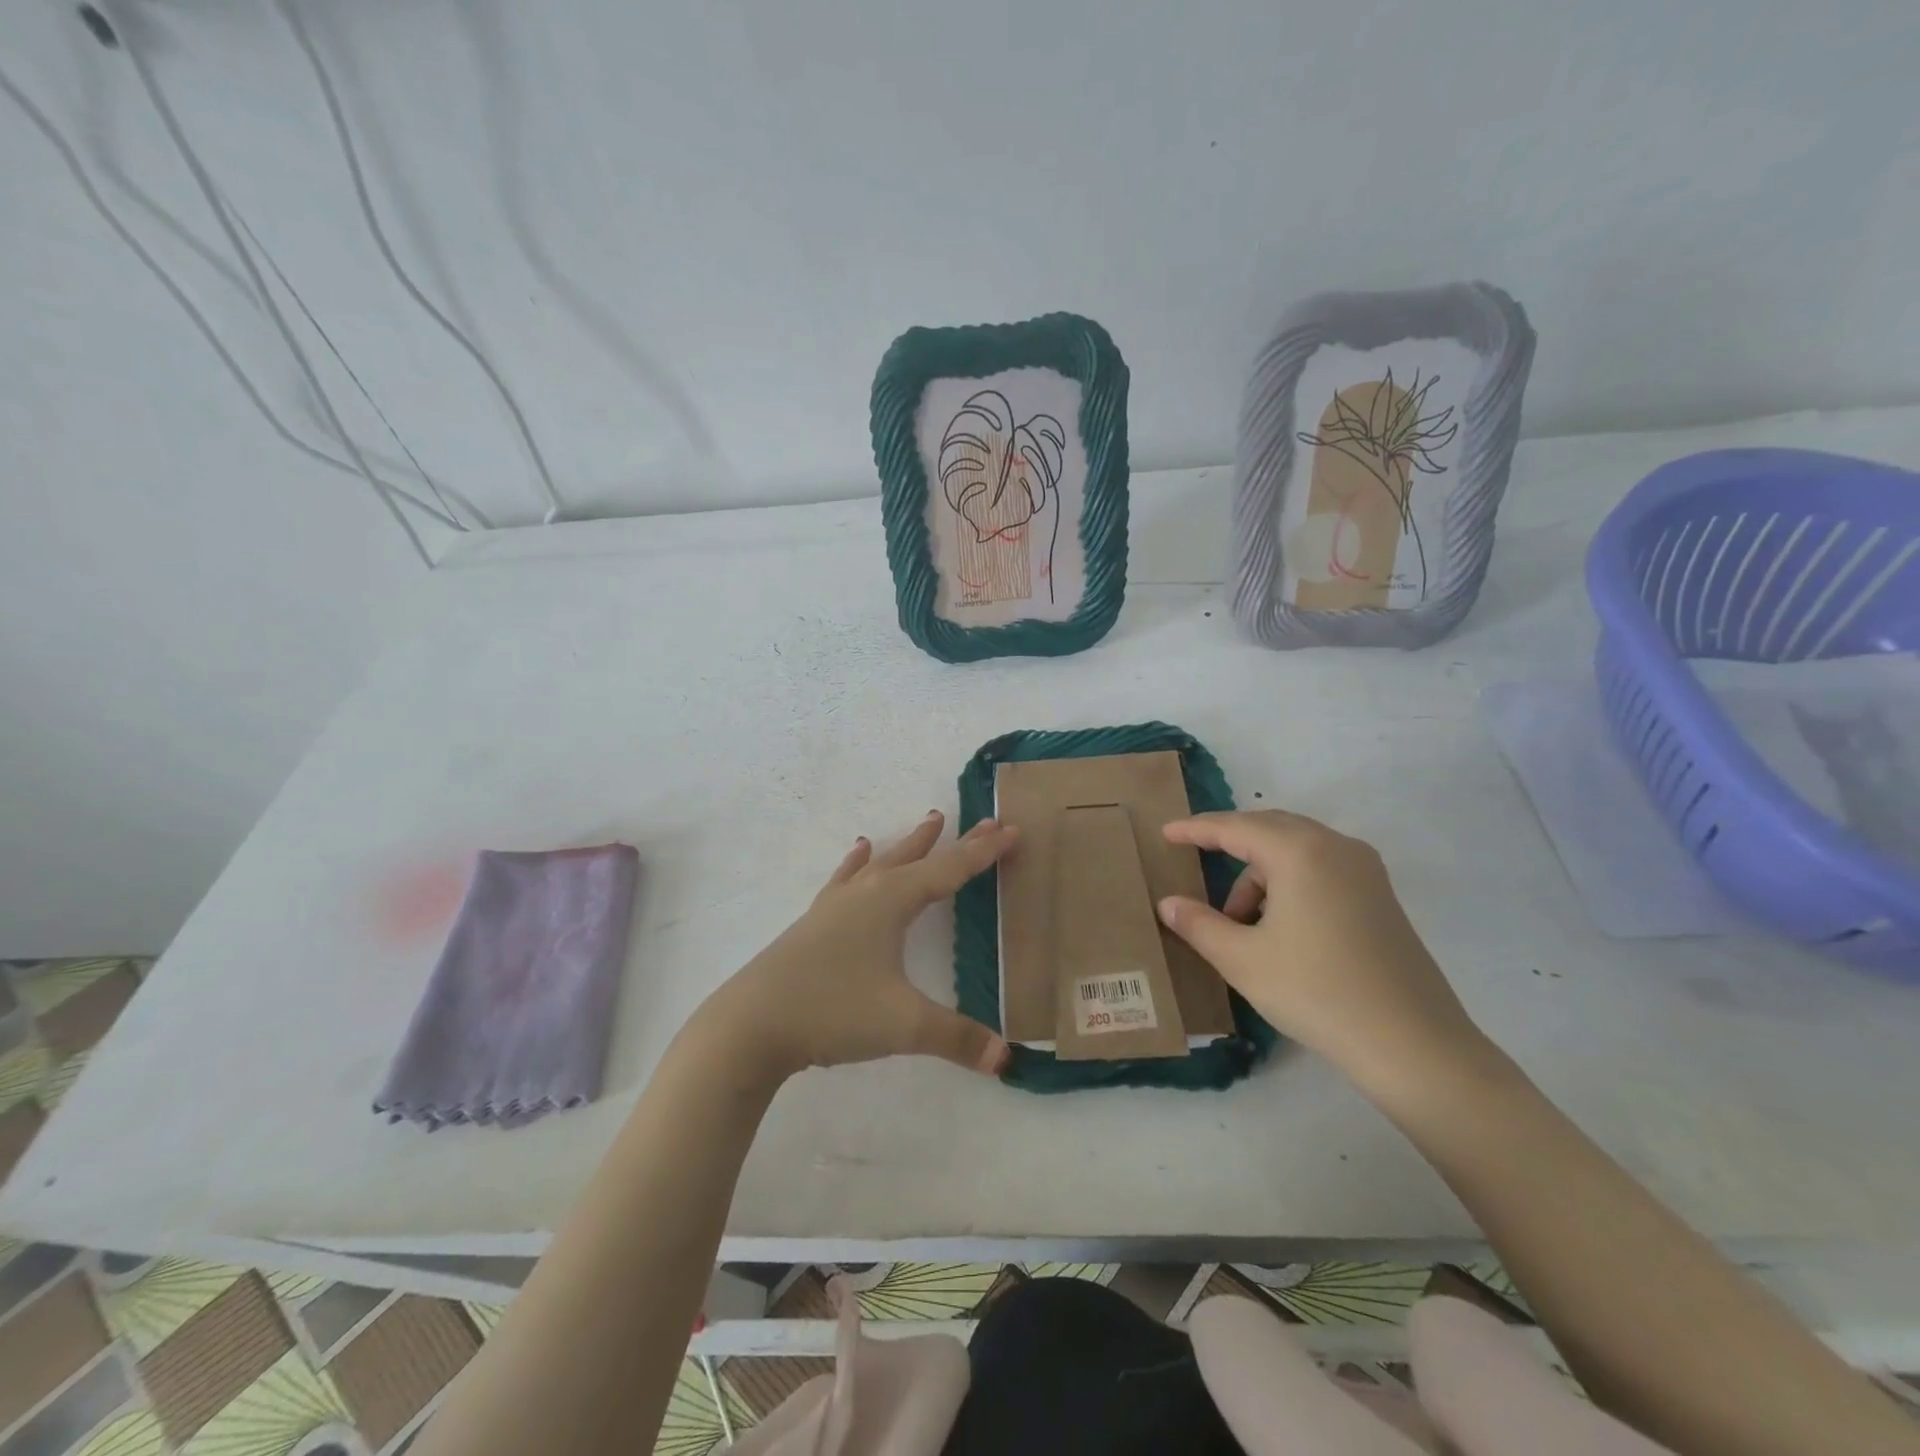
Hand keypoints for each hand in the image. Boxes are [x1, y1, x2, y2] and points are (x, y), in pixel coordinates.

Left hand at [696, 812, 1017, 1081]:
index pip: (950, 870)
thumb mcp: (903, 1025)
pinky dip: (858, 863)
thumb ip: (957, 1038)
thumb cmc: (832, 1011)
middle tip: (985, 821)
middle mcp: (866, 893)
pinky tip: (858, 851)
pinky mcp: (815, 922)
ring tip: (930, 821)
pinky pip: (846, 879)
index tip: (1013, 829)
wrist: (751, 1024)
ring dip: (910, 844)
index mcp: (892, 902)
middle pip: (920, 858)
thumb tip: (1006, 1058)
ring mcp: (836, 905)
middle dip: (956, 842)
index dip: (984, 852)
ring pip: (883, 862)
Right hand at [1156, 810, 1487, 1095]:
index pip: (1235, 828)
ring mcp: (1365, 871)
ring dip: (1260, 873)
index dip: (1196, 829)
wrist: (1414, 1045)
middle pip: (1269, 829)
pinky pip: (1321, 869)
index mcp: (1300, 852)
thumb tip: (1168, 904)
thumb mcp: (1242, 960)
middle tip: (1195, 860)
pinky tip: (1279, 927)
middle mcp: (1336, 847)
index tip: (1166, 832)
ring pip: (1296, 851)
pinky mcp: (1381, 897)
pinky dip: (1290, 883)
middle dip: (1229, 843)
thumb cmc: (1316, 992)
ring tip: (1240, 923)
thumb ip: (1199, 924)